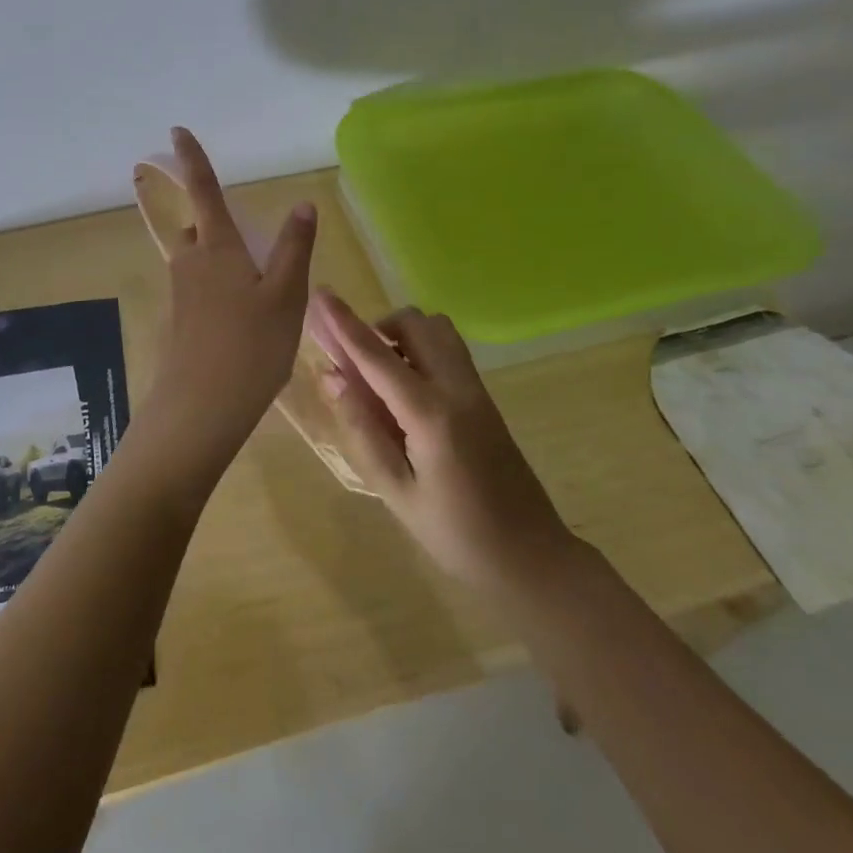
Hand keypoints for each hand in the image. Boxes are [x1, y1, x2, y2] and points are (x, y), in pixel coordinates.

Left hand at [132, 128, 316, 487]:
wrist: (201, 409)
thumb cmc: (250, 347)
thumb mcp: (285, 296)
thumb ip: (294, 248)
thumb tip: (302, 204)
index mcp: (216, 247)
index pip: (203, 191)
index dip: (192, 159)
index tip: (175, 131)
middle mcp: (190, 263)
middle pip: (199, 230)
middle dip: (216, 227)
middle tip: (250, 247)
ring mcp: (180, 294)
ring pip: (199, 262)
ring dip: (221, 262)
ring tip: (257, 292)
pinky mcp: (178, 322)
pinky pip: (199, 291)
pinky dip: (218, 292)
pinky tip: (242, 323)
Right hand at [309, 290, 573, 590]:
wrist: (531, 557)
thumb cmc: (456, 534)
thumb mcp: (396, 490)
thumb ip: (363, 428)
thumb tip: (331, 377)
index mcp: (431, 414)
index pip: (377, 355)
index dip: (344, 323)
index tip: (320, 294)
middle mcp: (457, 388)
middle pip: (415, 324)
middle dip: (378, 327)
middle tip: (353, 361)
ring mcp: (477, 390)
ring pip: (437, 331)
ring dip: (402, 336)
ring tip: (380, 375)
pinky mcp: (485, 398)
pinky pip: (449, 351)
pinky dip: (420, 350)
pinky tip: (406, 392)